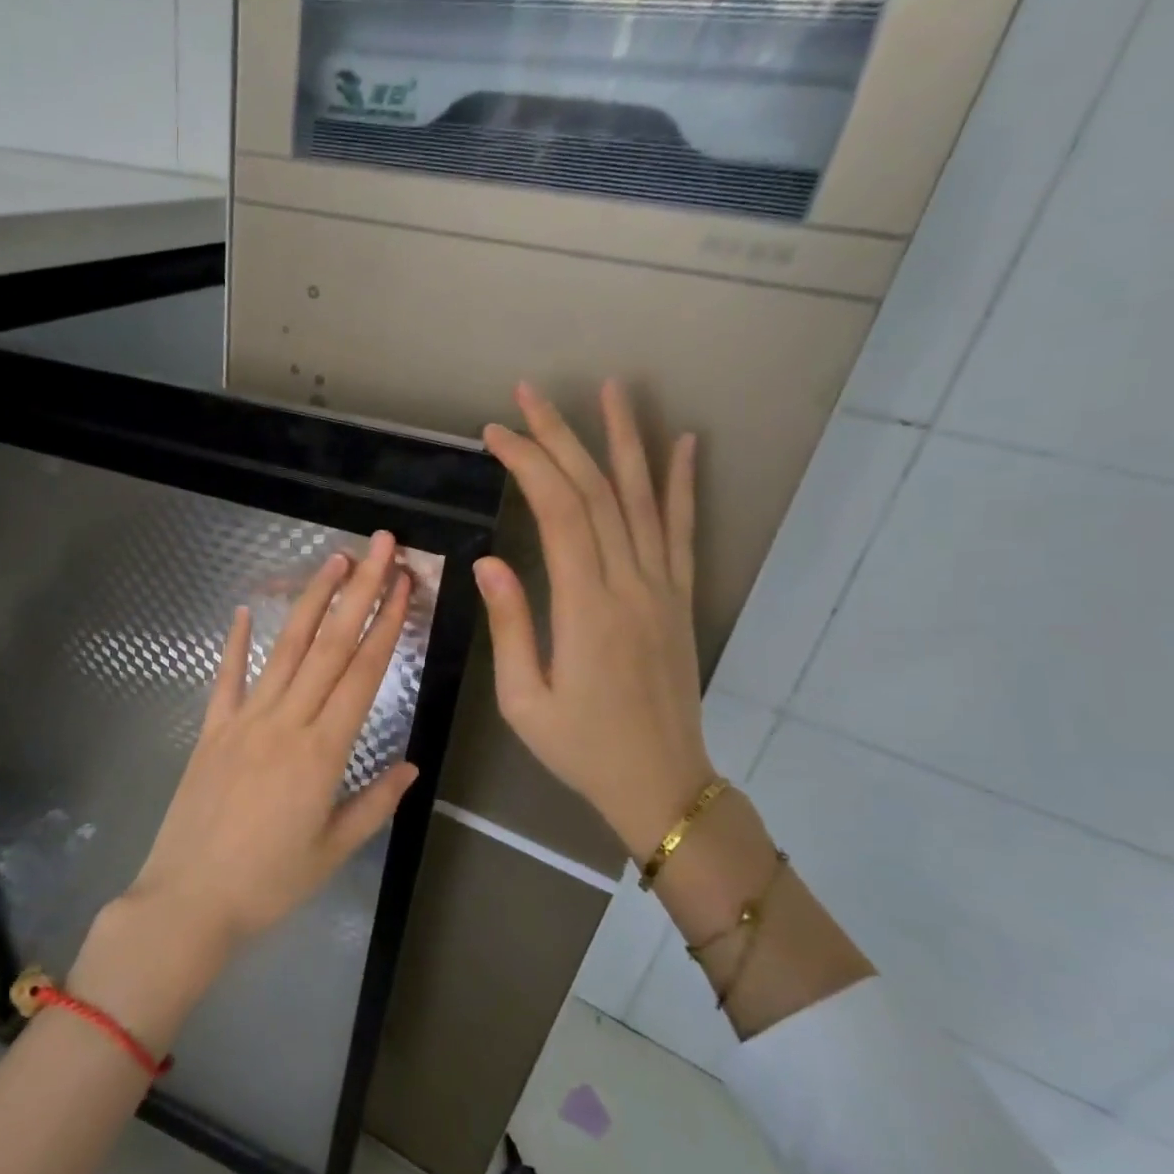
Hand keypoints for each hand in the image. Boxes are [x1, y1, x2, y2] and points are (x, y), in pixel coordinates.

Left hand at [122, 532, 420, 949]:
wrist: (188, 902)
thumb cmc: (268, 884)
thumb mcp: (332, 850)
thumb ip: (374, 802)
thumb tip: (411, 765)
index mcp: (323, 752)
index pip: (362, 673)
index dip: (386, 624)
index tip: (403, 583)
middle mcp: (285, 723)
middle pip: (330, 646)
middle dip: (358, 591)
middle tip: (378, 546)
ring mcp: (244, 721)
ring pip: (285, 650)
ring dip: (311, 601)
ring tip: (332, 560)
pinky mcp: (212, 730)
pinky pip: (226, 678)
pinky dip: (236, 642)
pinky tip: (246, 609)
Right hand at [476, 382, 713, 857]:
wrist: (661, 783)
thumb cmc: (580, 747)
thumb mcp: (524, 700)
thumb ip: (511, 625)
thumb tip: (489, 560)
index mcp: (587, 607)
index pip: (559, 512)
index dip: (528, 463)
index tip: (496, 433)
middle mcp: (630, 584)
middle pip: (597, 492)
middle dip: (561, 436)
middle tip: (529, 394)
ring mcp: (662, 587)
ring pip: (643, 498)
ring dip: (624, 440)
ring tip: (611, 389)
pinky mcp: (680, 598)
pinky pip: (683, 530)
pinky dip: (682, 484)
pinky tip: (684, 444)